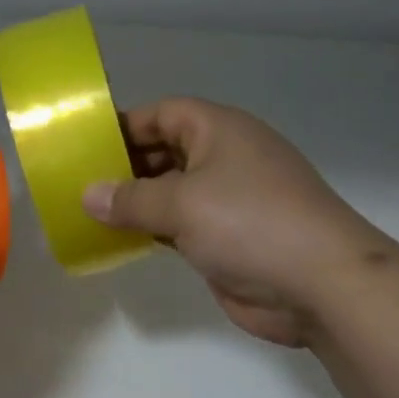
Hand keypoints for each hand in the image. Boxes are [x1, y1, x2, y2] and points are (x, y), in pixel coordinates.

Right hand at [82, 98, 394, 346]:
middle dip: (124, 166)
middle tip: (78, 185)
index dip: (124, 126)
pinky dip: (152, 230)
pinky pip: (180, 226)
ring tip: (89, 213)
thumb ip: (130, 199)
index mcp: (219, 131)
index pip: (163, 114)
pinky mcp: (227, 239)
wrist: (320, 283)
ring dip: (136, 202)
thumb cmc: (249, 223)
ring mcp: (228, 200)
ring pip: (170, 192)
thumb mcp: (182, 204)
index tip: (84, 146)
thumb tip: (88, 195)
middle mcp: (224, 158)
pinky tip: (120, 240)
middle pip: (164, 152)